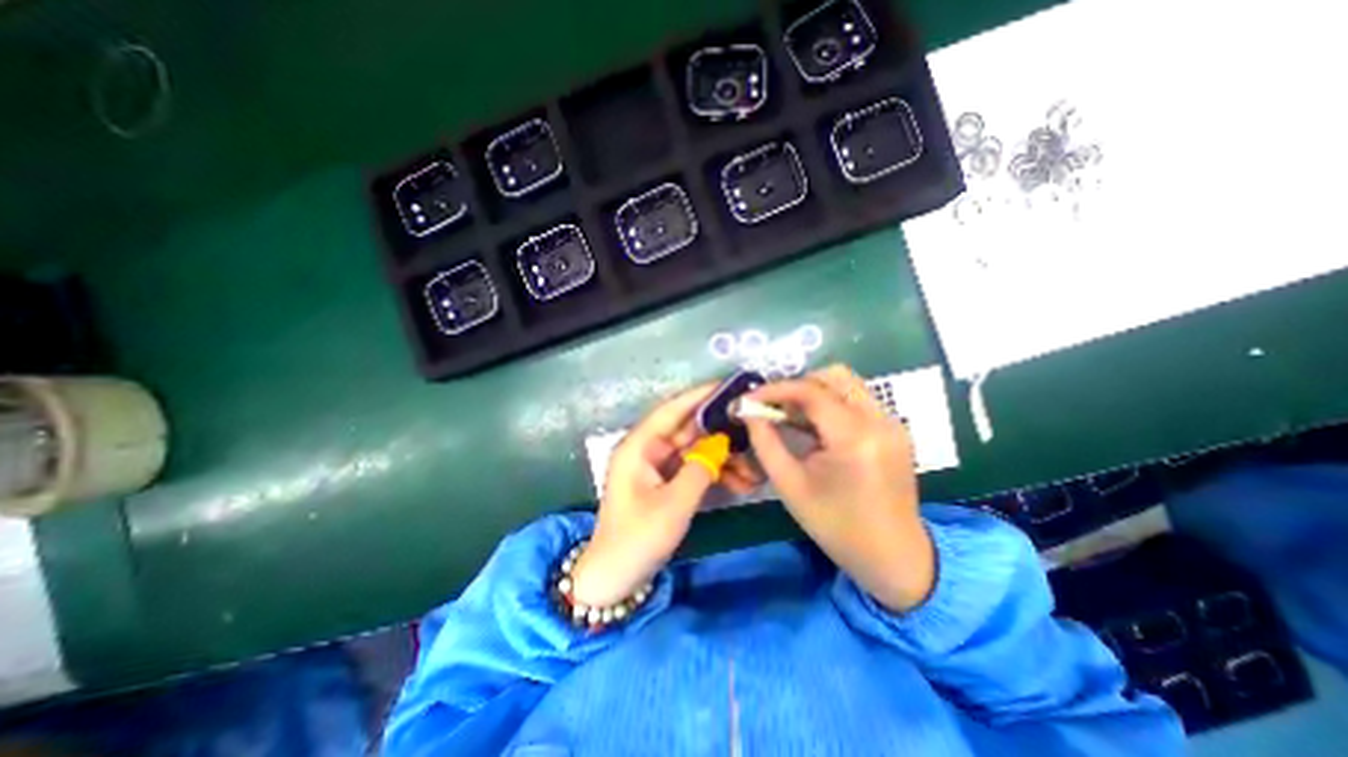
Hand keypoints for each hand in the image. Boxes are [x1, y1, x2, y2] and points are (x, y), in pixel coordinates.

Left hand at [567, 381, 756, 604]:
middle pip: (688, 430)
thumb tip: (721, 444)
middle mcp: (647, 449)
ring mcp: (657, 466)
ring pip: (695, 450)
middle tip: (752, 427)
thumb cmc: (637, 539)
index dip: (699, 396)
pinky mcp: (665, 482)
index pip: (672, 410)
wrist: (615, 579)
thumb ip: (700, 469)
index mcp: (639, 446)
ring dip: (723, 457)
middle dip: (720, 431)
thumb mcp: (674, 504)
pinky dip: (715, 473)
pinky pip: (693, 469)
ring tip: (754, 469)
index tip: (729, 387)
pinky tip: (741, 482)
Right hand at [743, 362, 933, 610]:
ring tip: (791, 415)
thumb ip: (764, 441)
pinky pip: (857, 400)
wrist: (894, 556)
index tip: (751, 397)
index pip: (811, 392)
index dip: (776, 389)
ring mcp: (892, 423)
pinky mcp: (894, 429)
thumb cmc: (836, 526)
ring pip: (848, 384)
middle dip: (798, 385)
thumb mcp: (789, 485)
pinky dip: (831, 403)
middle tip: (774, 406)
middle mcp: (879, 421)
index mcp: (854, 438)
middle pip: (835, 376)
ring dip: (815, 392)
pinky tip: (814, 427)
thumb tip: (748, 411)